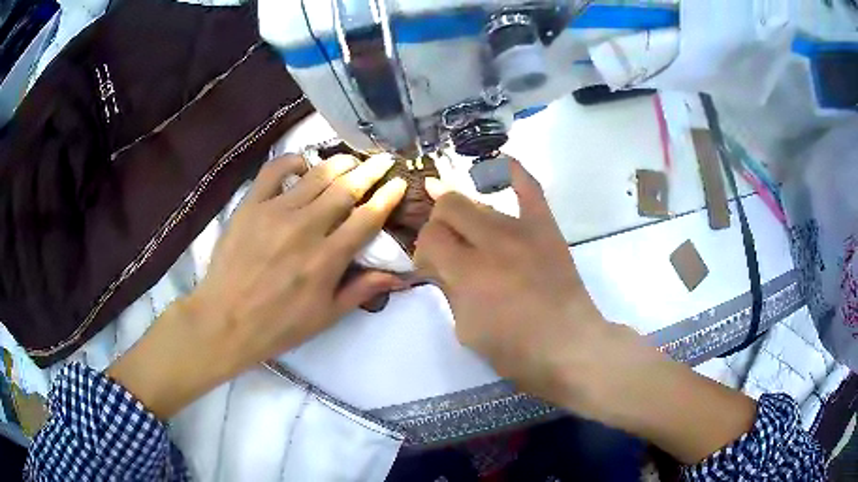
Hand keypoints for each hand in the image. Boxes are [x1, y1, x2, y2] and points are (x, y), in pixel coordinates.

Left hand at [108, 154, 407, 418]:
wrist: (225, 321)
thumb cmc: (278, 325)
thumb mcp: (325, 317)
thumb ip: (361, 290)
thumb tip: (400, 276)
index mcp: (327, 259)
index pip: (367, 218)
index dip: (388, 196)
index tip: (400, 182)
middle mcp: (306, 228)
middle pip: (347, 188)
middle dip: (371, 171)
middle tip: (383, 161)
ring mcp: (276, 212)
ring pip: (317, 175)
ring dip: (340, 163)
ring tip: (352, 160)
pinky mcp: (251, 205)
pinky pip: (275, 170)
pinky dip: (293, 160)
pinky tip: (303, 164)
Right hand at [415, 159, 643, 411]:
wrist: (570, 345)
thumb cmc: (516, 350)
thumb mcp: (467, 330)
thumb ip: (449, 291)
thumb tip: (441, 265)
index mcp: (468, 272)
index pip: (429, 237)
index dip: (424, 251)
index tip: (431, 267)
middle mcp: (492, 241)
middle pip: (450, 206)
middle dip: (439, 224)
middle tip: (448, 247)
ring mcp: (522, 230)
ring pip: (480, 201)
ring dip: (464, 212)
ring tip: (466, 226)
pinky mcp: (546, 228)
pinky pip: (530, 189)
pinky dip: (514, 173)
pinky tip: (501, 162)